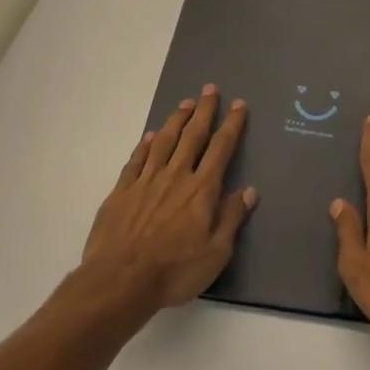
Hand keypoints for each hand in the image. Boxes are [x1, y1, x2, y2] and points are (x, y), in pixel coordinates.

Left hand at [84, 86, 256, 313]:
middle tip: (209, 89)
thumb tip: (249, 190)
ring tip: (184, 104)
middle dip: (203, 111)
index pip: (221, 148)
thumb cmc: (174, 270)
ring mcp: (146, 181)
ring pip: (164, 141)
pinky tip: (150, 136)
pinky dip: (145, 145)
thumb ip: (232, 218)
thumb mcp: (216, 252)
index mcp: (201, 189)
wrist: (120, 280)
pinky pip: (137, 160)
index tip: (238, 105)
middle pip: (193, 136)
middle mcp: (175, 176)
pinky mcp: (122, 191)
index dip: (231, 124)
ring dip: (176, 121)